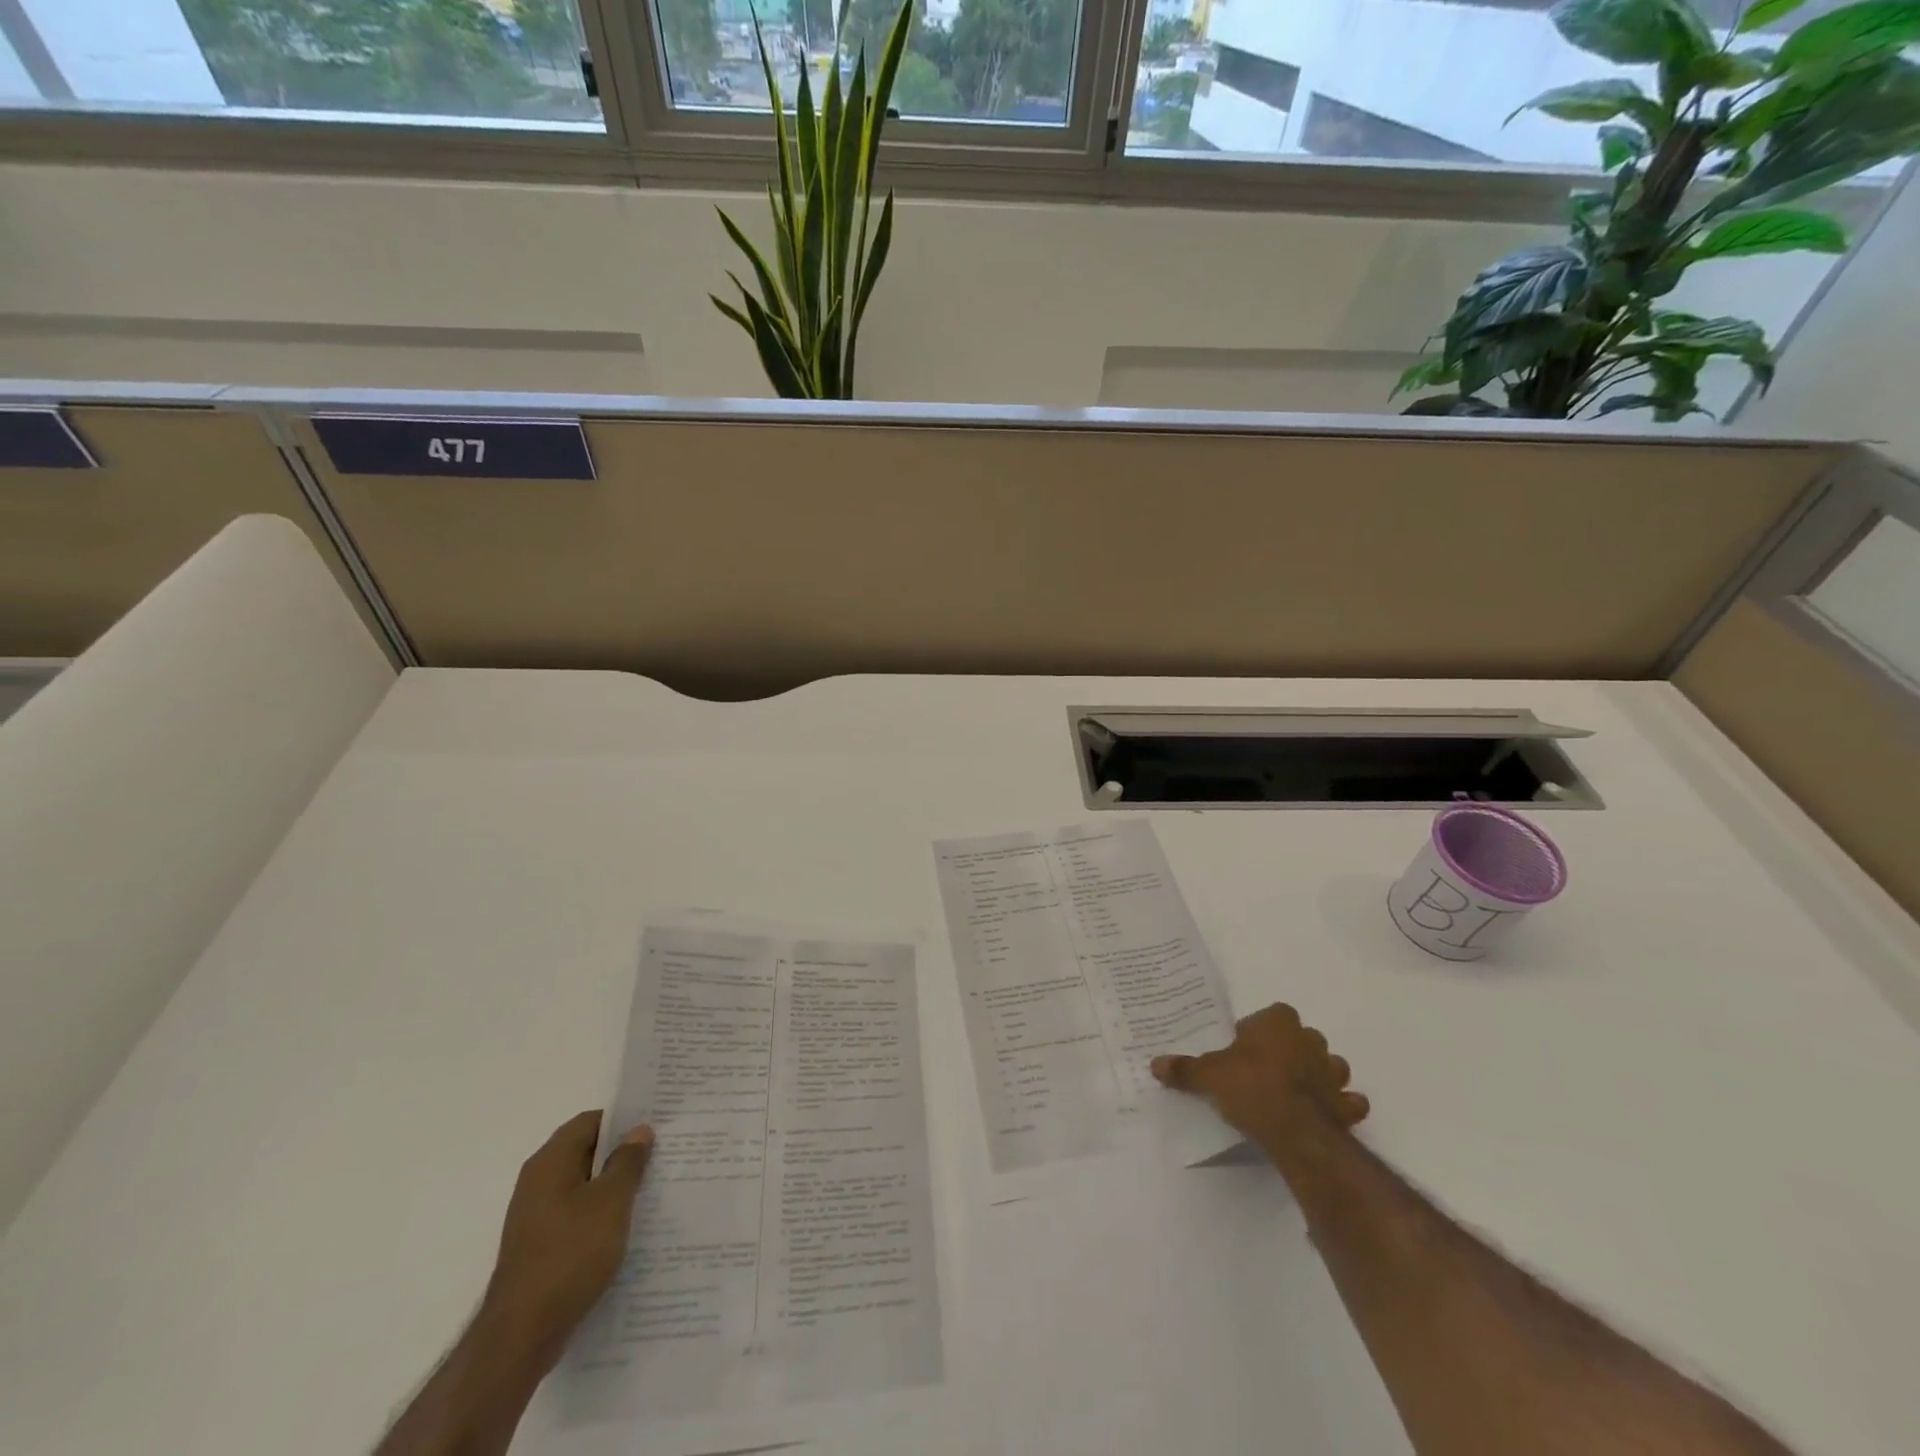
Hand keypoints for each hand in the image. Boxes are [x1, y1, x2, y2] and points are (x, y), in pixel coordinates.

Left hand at [479, 1110, 653, 1373]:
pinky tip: (627, 1227)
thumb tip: (638, 1130)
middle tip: (662, 1153)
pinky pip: (577, 1214)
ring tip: (652, 1188)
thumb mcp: (611, 1201)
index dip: (624, 1119)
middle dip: (622, 1152)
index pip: (591, 1121)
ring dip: (614, 1185)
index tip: (657, 1123)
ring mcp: (536, 1216)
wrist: (521, 1335)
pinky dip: (601, 1213)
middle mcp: (538, 1182)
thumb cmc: (570, 1255)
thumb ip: (628, 1161)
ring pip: (584, 1185)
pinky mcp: (540, 1246)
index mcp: (550, 1162)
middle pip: (586, 1151)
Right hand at [1152, 1003, 1368, 1162]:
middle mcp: (1311, 1040)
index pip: (1272, 1014)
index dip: (1259, 1030)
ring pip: (1331, 1066)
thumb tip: (1155, 1064)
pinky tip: (1325, 1114)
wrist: (1294, 1130)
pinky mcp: (1345, 1106)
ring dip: (1319, 1075)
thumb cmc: (1250, 1087)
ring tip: (1295, 1091)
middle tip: (1265, 1070)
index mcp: (1278, 1022)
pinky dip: (1341, 1106)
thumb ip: (1185, 1069)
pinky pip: (1348, 1101)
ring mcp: (1333, 1073)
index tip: (1244, 1049)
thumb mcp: (1208, 1076)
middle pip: (1302, 1037)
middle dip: (1290, 1050)